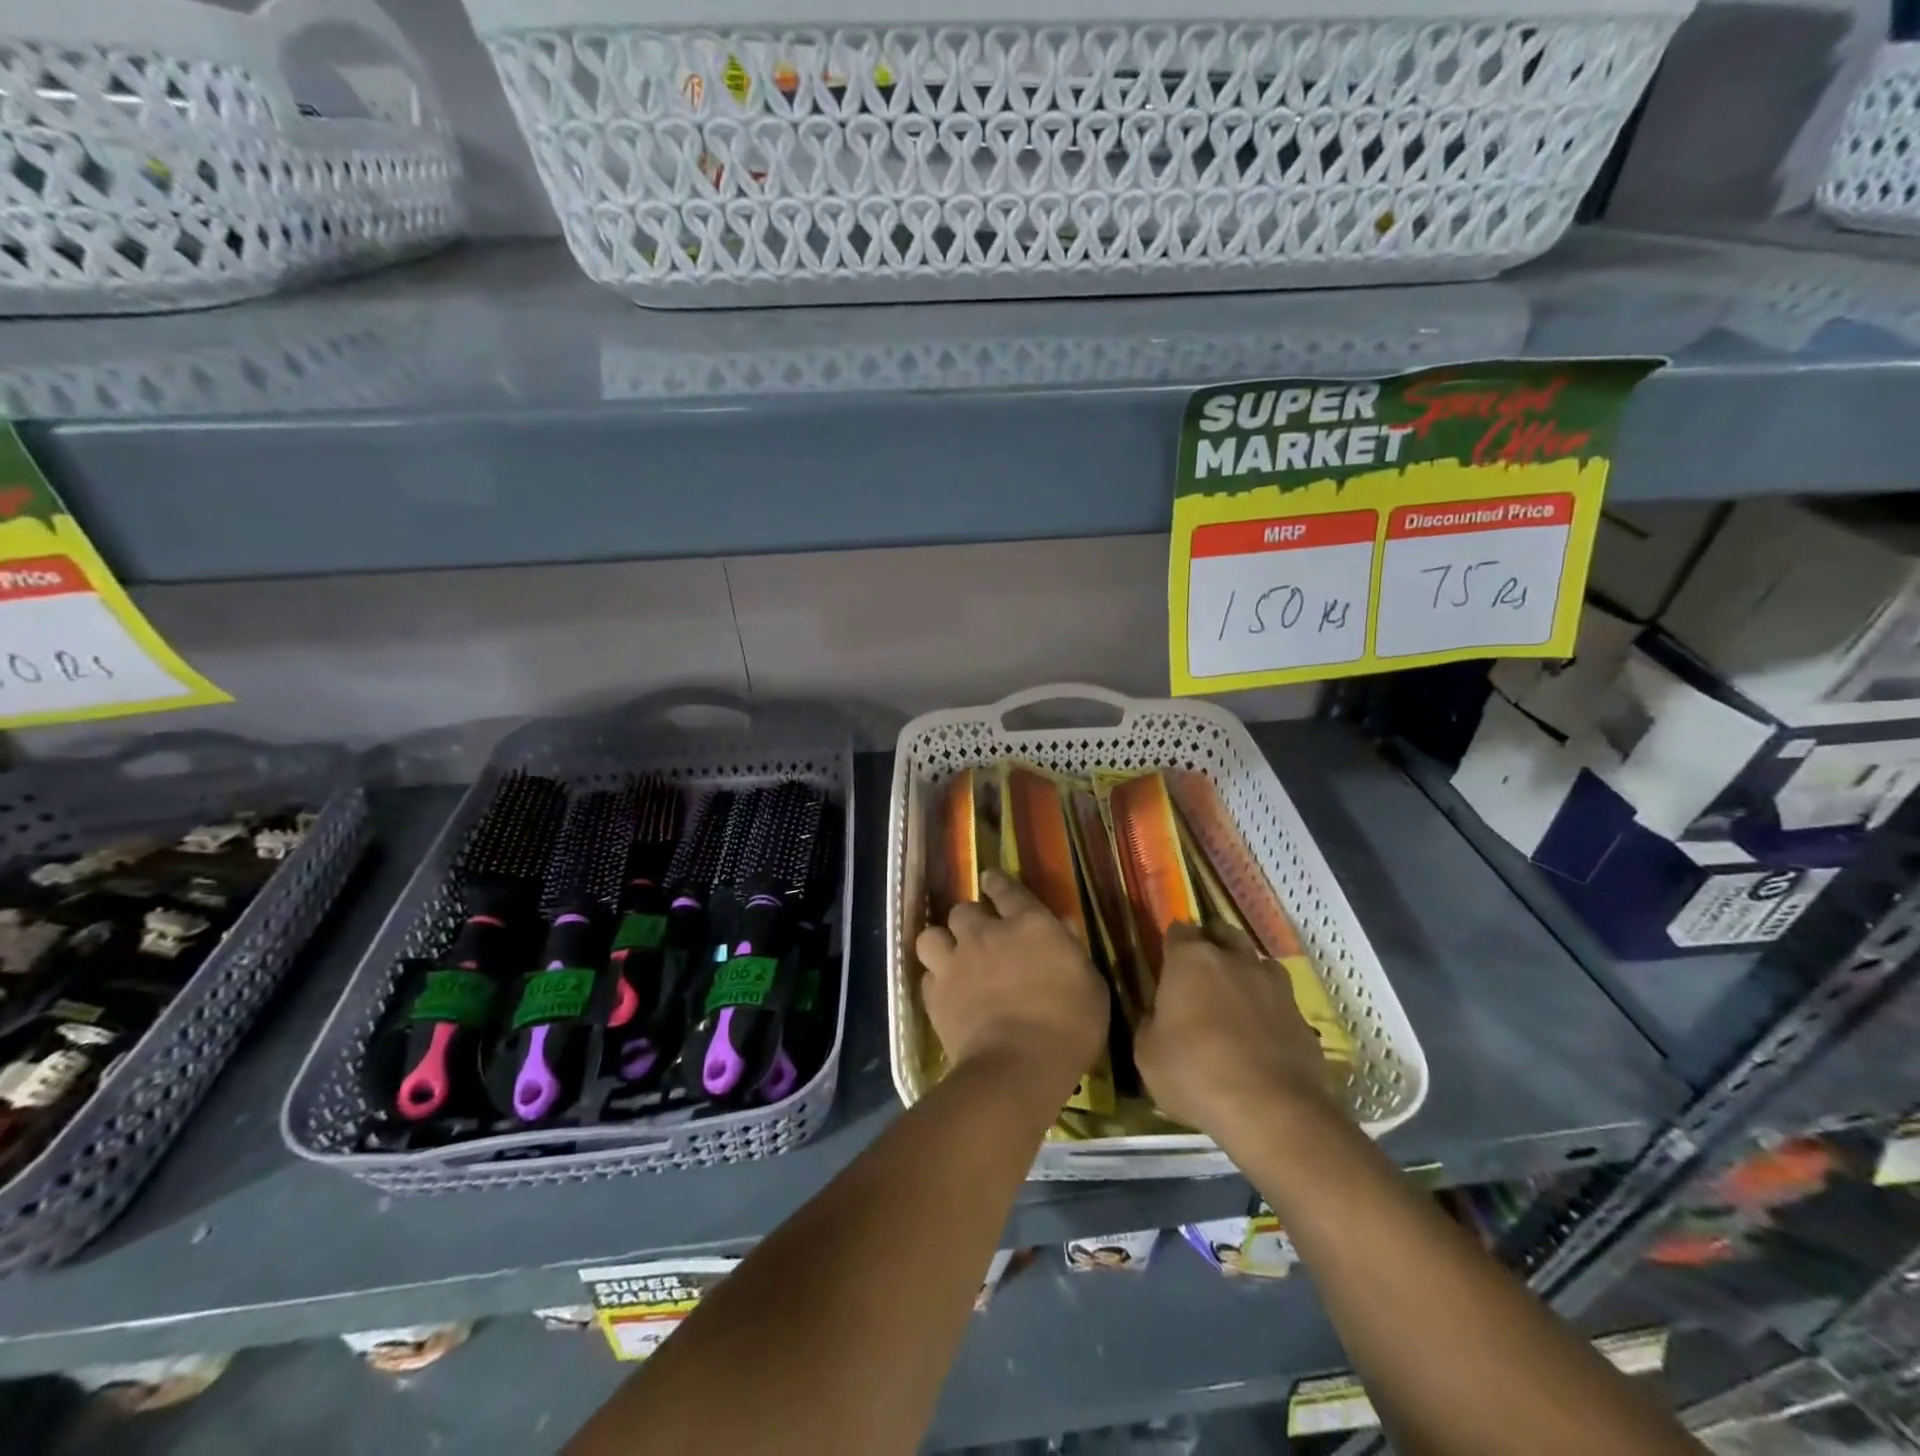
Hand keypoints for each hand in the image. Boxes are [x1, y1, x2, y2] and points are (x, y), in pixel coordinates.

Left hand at [915, 869, 1108, 1101]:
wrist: (1018, 1066)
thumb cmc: (1069, 1025)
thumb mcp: (1090, 984)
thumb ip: (1073, 949)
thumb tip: (1063, 925)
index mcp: (1028, 924)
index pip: (1006, 889)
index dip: (997, 883)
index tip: (991, 882)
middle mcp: (985, 934)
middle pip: (963, 910)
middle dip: (970, 918)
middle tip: (979, 934)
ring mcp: (956, 963)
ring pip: (932, 935)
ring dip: (942, 943)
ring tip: (952, 957)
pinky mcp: (935, 995)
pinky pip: (928, 976)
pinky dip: (937, 981)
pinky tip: (947, 992)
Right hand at [1135, 921, 1336, 1143]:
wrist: (1271, 1111)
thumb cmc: (1195, 1073)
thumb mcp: (1147, 1054)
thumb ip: (1151, 1024)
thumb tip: (1159, 1017)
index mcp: (1190, 960)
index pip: (1178, 931)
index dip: (1172, 945)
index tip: (1167, 962)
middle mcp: (1234, 960)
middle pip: (1223, 934)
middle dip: (1213, 945)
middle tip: (1201, 973)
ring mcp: (1274, 986)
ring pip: (1258, 963)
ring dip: (1245, 973)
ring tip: (1235, 1000)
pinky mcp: (1302, 1017)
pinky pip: (1280, 1001)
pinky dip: (1269, 1009)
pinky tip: (1262, 1035)